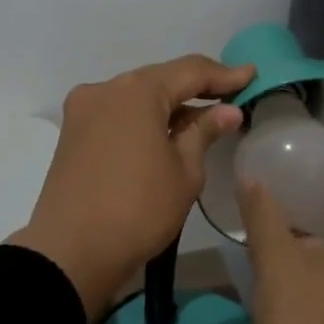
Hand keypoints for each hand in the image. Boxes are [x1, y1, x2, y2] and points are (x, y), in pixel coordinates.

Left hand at [10, 54, 257, 322]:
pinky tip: (164, 133)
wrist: (71, 252)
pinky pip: (117, 114)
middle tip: (230, 97)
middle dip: (195, 88)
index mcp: (137, 92)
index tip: (251, 75)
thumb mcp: (184, 173)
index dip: (224, 74)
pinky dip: (144, 119)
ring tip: (202, 119)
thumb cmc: (139, 210)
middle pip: (159, 80)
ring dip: (168, 105)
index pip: (190, 71)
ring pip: (136, 97)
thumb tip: (227, 111)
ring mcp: (83, 111)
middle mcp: (105, 89)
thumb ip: (204, 132)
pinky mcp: (72, 134)